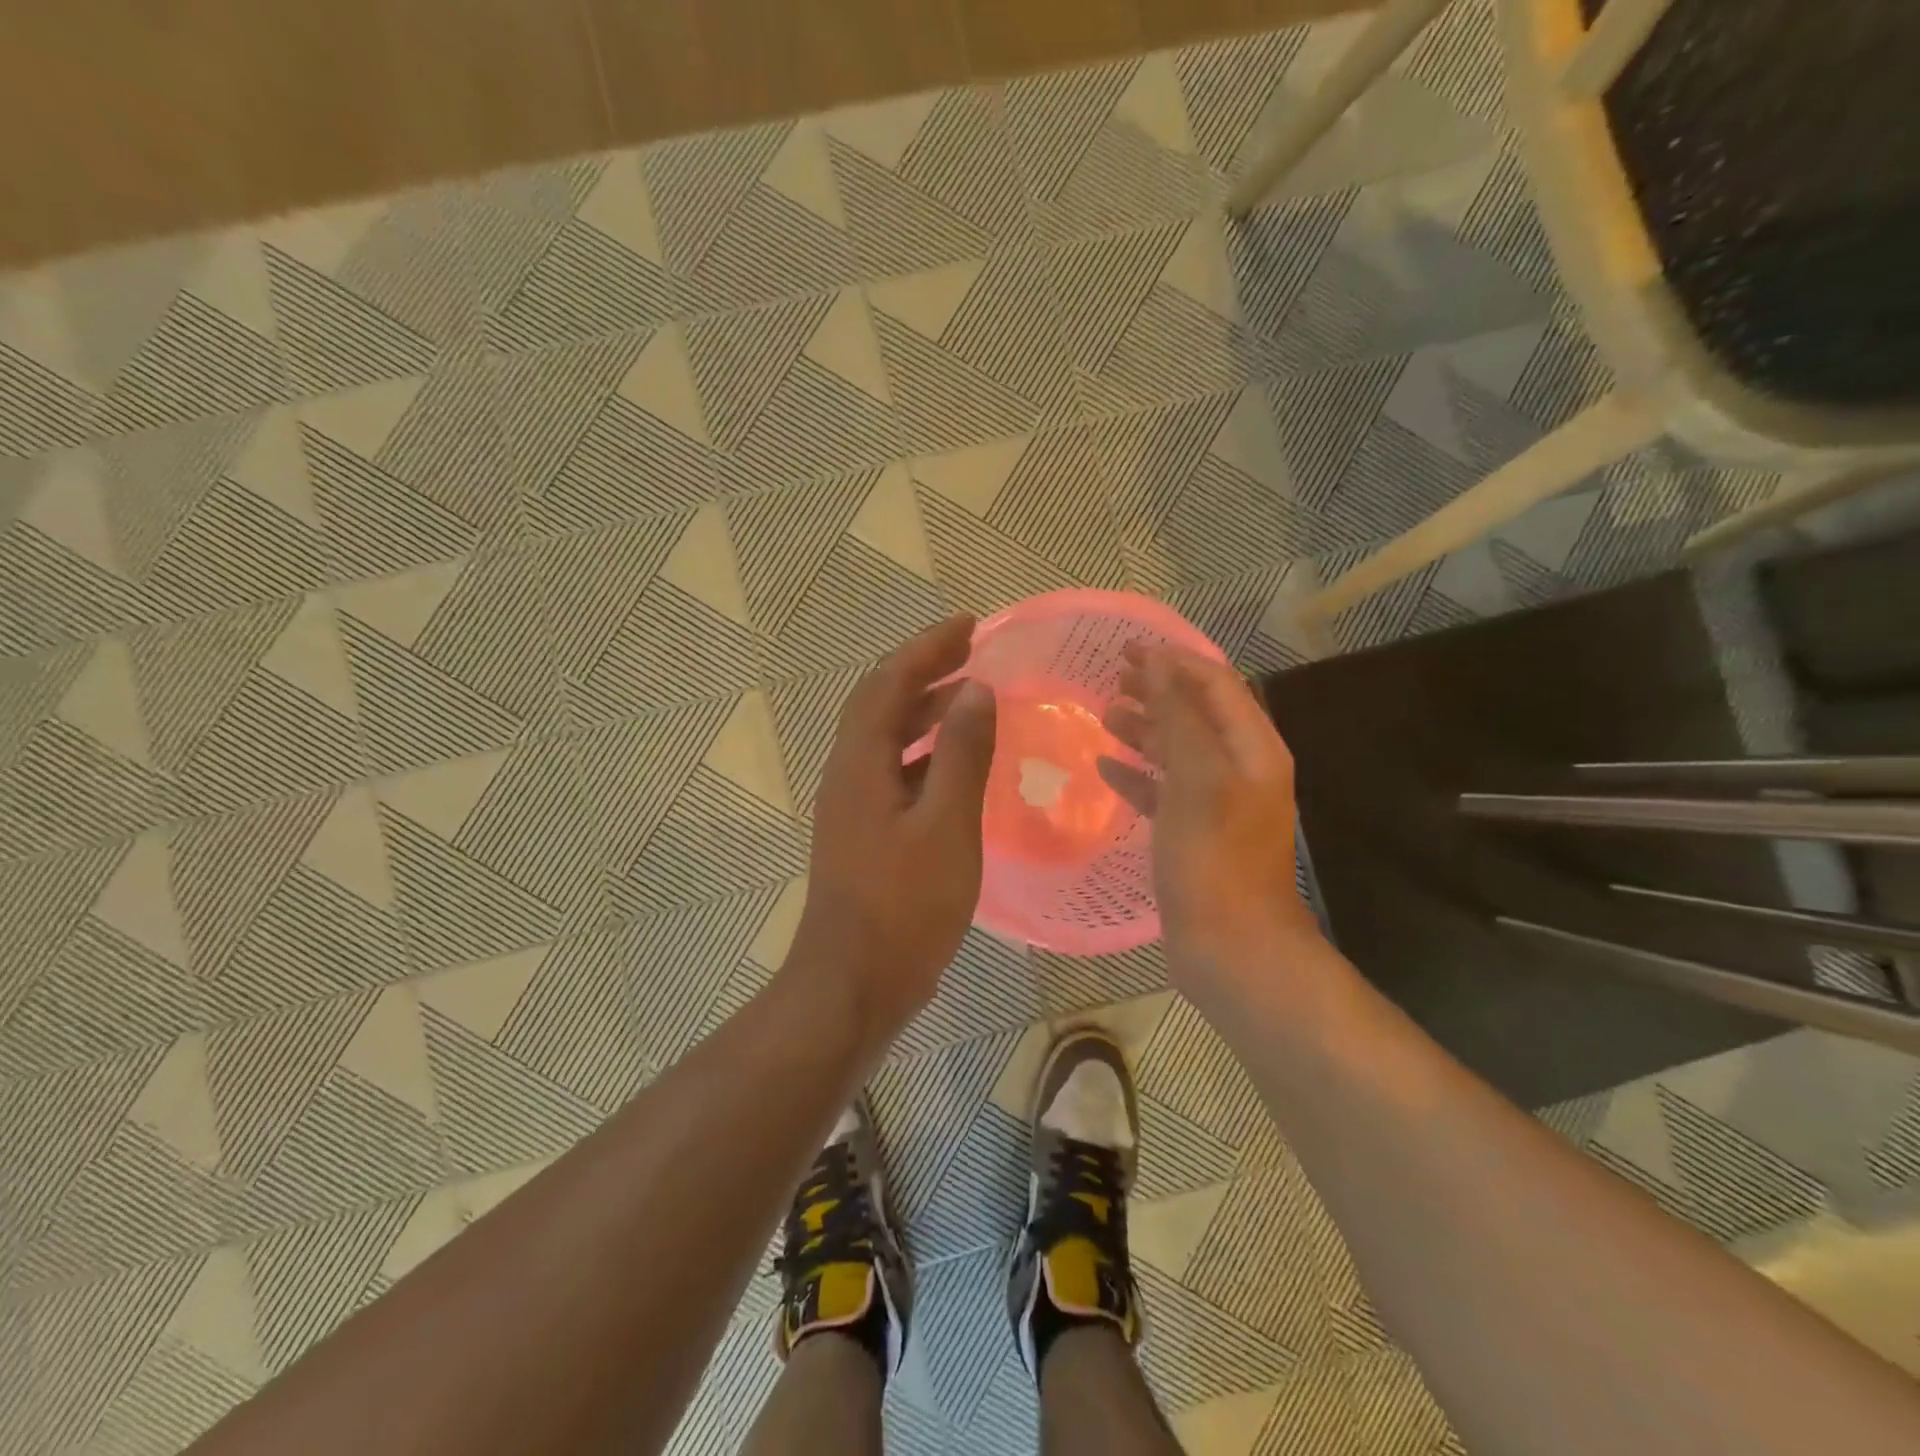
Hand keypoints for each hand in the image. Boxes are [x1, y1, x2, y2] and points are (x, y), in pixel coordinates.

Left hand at [789, 616, 997, 1051]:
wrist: (854, 984)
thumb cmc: (904, 906)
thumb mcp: (946, 826)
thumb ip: (962, 755)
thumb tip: (976, 689)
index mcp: (861, 763)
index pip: (889, 682)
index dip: (927, 647)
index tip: (969, 624)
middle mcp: (849, 774)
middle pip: (881, 702)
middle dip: (924, 670)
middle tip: (972, 651)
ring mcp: (854, 806)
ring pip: (887, 738)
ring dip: (924, 710)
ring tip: (971, 696)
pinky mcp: (866, 833)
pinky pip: (895, 771)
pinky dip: (926, 752)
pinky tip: (957, 764)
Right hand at [1097, 643, 1320, 1001]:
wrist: (1231, 948)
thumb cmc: (1213, 858)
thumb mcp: (1197, 778)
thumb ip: (1179, 717)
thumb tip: (1158, 663)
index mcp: (1252, 748)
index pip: (1216, 683)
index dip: (1174, 660)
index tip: (1126, 649)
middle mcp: (1240, 769)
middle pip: (1197, 713)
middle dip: (1157, 690)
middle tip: (1111, 678)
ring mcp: (1217, 803)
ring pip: (1178, 750)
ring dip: (1144, 729)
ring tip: (1104, 715)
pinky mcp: (1193, 833)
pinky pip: (1164, 790)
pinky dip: (1137, 774)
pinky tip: (1105, 768)